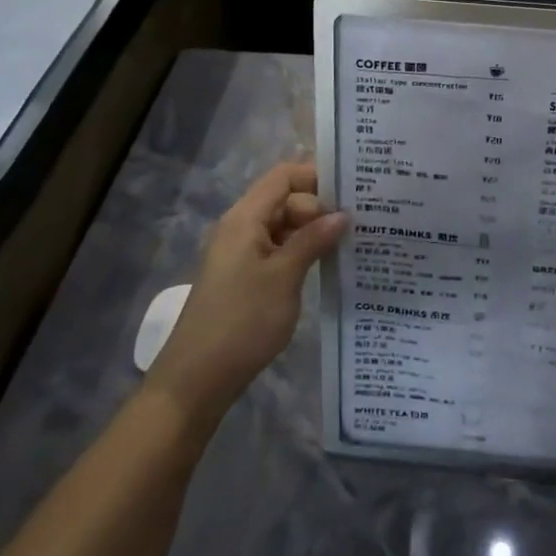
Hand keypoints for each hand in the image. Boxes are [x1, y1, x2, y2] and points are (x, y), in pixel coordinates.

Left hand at [147, 161, 346, 425]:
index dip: (316, 176)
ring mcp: (243, 253)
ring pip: (285, 226)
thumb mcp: (284, 277)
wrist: (197, 379)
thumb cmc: (242, 321)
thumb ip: (313, 240)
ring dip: (314, 231)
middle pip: (286, 199)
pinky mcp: (247, 277)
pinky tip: (328, 264)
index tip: (352, 190)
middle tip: (357, 223)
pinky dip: (303, 251)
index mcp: (245, 218)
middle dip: (320, 206)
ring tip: (352, 240)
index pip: (283, 176)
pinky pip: (280, 249)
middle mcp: (242, 228)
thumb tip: (342, 214)